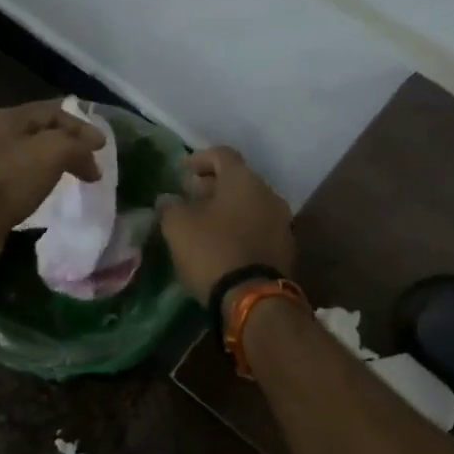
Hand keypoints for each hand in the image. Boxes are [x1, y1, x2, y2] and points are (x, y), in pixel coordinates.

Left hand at [0, 100, 106, 272]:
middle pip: (36, 131)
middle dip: (65, 144)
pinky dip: (31, 183)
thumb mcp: (51, 153)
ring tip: (68, 180)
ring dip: (48, 164)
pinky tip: (39, 197)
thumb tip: (92, 152)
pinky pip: (11, 180)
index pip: (52, 111)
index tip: (102, 148)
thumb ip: (75, 145)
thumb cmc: (7, 184)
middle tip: (88, 163)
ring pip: (23, 156)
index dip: (81, 126)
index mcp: (5, 119)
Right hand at [157, 147, 294, 300]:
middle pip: (237, 179)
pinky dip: (239, 228)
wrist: (253, 299)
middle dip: (212, 186)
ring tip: (203, 224)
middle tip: (189, 198)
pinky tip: (222, 244)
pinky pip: (258, 227)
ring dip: (227, 209)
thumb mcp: (178, 226)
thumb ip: (170, 206)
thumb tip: (168, 199)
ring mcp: (281, 221)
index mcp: (243, 180)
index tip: (182, 172)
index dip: (199, 159)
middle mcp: (268, 193)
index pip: (221, 154)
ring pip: (249, 204)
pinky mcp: (285, 248)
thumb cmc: (212, 251)